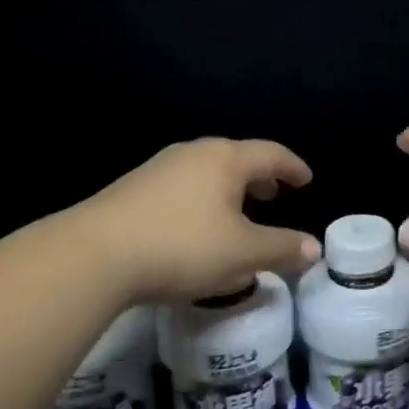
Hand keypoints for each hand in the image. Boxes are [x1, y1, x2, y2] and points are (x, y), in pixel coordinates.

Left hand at [77, 138, 319, 302]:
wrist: (94, 255)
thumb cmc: (182, 246)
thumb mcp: (242, 254)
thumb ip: (282, 249)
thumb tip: (314, 248)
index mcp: (225, 159)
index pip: (270, 154)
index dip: (293, 167)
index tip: (306, 180)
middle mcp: (193, 153)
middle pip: (236, 157)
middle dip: (260, 177)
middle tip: (274, 196)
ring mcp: (159, 168)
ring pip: (206, 172)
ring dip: (229, 189)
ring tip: (237, 213)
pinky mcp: (133, 189)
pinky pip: (182, 186)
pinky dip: (202, 199)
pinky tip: (196, 227)